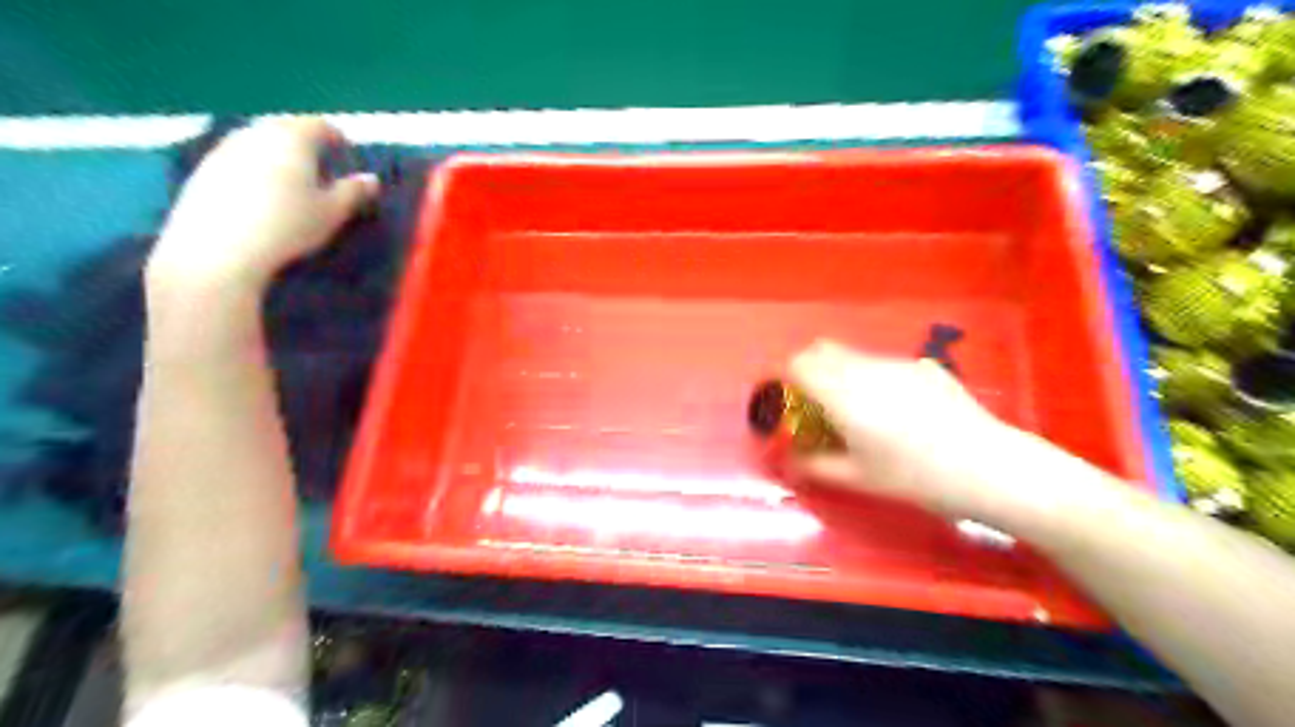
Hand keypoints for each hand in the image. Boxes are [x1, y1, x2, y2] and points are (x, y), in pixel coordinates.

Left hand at [148, 117, 380, 293]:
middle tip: (320, 166)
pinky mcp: (203, 169)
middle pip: (285, 128)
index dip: (336, 137)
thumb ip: (353, 192)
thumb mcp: (332, 212)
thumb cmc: (287, 225)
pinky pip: (238, 159)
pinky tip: (261, 195)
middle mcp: (256, 133)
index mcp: (292, 138)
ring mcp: (224, 148)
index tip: (346, 153)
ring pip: (259, 141)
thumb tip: (372, 179)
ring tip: (291, 181)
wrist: (218, 247)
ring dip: (277, 154)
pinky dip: (255, 168)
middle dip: (304, 142)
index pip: (319, 125)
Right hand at [778, 341, 1040, 527]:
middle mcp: (865, 368)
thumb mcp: (858, 478)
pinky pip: (884, 365)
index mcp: (842, 393)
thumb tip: (789, 460)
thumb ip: (815, 465)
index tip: (786, 401)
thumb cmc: (914, 477)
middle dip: (808, 370)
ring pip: (853, 356)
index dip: (784, 377)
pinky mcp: (925, 367)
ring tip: (857, 411)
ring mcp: (898, 363)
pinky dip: (872, 379)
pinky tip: (897, 412)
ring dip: (840, 373)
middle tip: (812, 404)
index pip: (798, 364)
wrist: (988, 467)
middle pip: (822, 350)